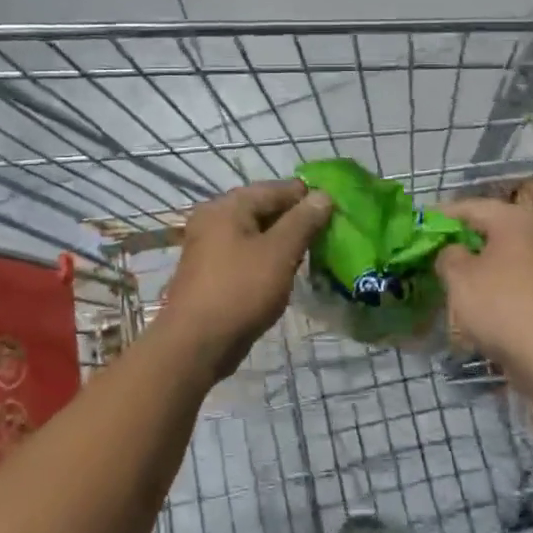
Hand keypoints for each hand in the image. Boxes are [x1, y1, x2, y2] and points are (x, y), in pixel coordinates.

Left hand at [156, 180, 332, 379]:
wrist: (196, 344)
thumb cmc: (240, 290)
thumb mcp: (279, 252)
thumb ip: (303, 221)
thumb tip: (323, 195)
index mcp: (227, 206)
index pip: (275, 189)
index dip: (307, 196)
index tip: (337, 209)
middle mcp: (214, 219)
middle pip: (263, 209)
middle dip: (296, 219)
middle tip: (328, 232)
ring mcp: (210, 246)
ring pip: (256, 233)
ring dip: (283, 240)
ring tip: (313, 252)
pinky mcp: (212, 272)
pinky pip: (246, 254)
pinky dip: (268, 257)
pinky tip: (287, 270)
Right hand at [436, 198, 532, 381]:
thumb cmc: (502, 305)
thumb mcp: (459, 277)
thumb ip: (448, 255)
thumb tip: (454, 252)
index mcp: (517, 219)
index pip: (471, 207)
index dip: (441, 216)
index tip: (420, 227)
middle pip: (493, 229)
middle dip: (463, 241)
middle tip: (435, 253)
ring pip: (507, 255)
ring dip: (482, 264)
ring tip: (454, 279)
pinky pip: (520, 278)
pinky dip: (500, 283)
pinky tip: (481, 301)